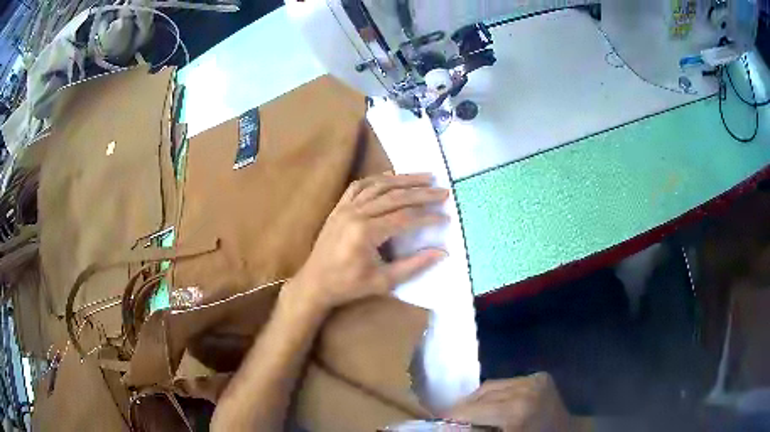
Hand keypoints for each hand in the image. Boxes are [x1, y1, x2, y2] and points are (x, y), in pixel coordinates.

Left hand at [289, 172, 448, 310]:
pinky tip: (392, 177)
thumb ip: (414, 265)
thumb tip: (442, 252)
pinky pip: (359, 186)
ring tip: (426, 177)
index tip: (446, 216)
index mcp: (366, 233)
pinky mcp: (339, 207)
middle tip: (443, 191)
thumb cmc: (349, 286)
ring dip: (404, 180)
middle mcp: (356, 214)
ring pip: (379, 186)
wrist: (315, 283)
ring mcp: (345, 208)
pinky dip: (377, 179)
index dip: (428, 216)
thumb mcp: (383, 281)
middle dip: (422, 193)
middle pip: (395, 197)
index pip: (405, 217)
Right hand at [444, 374, 572, 431]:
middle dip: (464, 408)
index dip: (452, 416)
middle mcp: (525, 389)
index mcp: (515, 411)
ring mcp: (534, 380)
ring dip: (479, 400)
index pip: (471, 409)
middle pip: (480, 394)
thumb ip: (476, 430)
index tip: (439, 421)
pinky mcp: (540, 377)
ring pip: (492, 386)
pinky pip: (507, 383)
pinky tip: (494, 404)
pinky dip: (496, 393)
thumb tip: (449, 425)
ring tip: (471, 412)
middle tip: (452, 419)